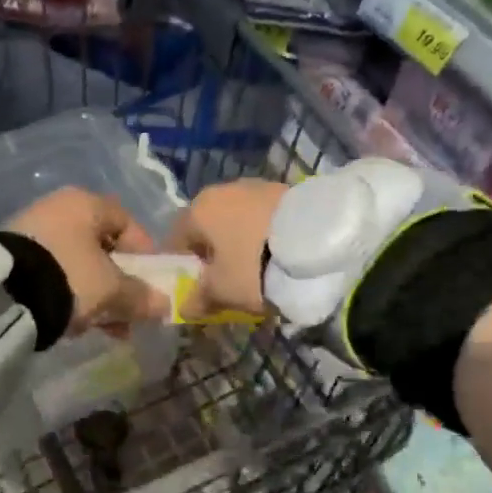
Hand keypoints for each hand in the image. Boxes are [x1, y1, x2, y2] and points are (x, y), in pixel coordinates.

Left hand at [5, 188, 169, 333]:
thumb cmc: (69, 278)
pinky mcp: (13, 256)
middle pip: (101, 247)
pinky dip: (68, 294)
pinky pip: (54, 273)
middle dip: (118, 283)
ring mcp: (32, 230)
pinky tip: (73, 322)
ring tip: (102, 327)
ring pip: (78, 264)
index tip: (150, 285)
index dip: (145, 255)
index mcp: (86, 203)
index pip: (127, 223)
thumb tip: (164, 304)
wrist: (3, 295)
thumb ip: (140, 296)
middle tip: (127, 312)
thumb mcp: (111, 290)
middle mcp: (58, 208)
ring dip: (96, 294)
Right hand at [165, 179, 289, 320]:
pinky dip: (263, 232)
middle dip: (213, 249)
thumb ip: (198, 299)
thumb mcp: (221, 291)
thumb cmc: (252, 267)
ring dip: (240, 239)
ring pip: (238, 218)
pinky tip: (277, 252)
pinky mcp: (287, 189)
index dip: (182, 264)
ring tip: (256, 266)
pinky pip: (264, 215)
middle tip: (225, 277)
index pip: (176, 238)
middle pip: (209, 224)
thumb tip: (185, 307)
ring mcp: (258, 185)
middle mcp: (223, 189)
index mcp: (198, 209)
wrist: (315, 243)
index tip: (193, 284)